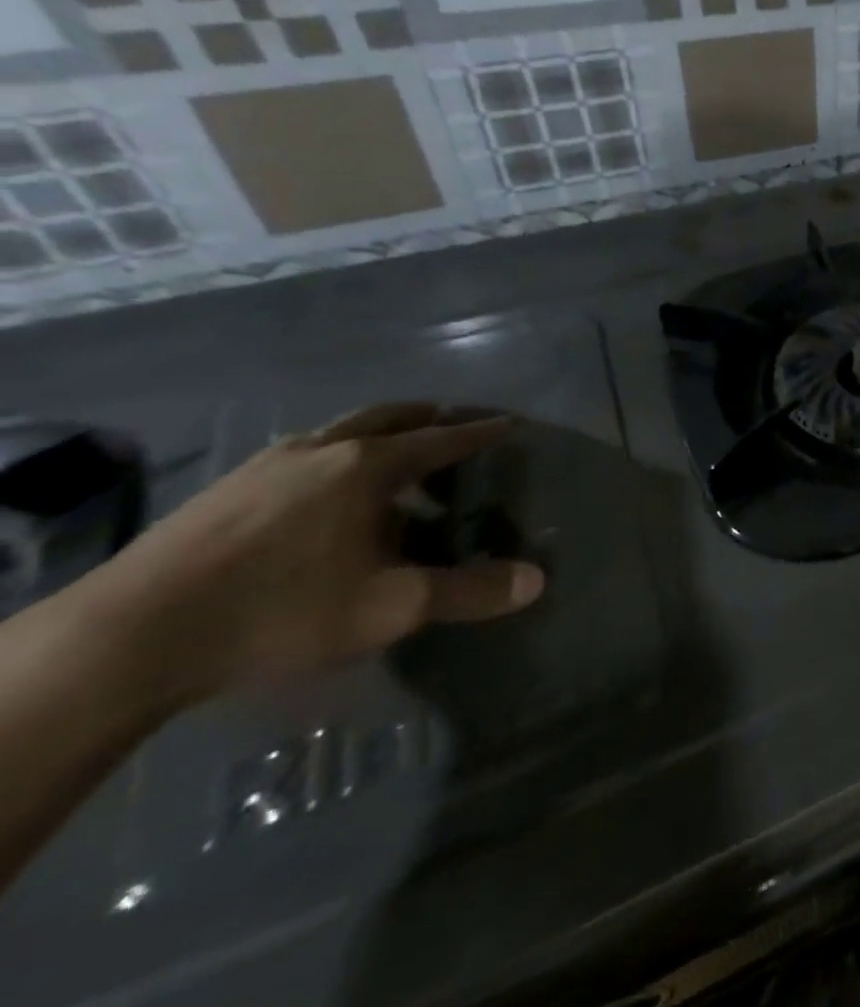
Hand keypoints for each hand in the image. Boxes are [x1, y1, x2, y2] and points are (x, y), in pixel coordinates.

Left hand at [105, 404, 543, 705]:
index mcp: (369, 466)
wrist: (127, 638)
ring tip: (390, 457)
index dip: (480, 432)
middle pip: (389, 416)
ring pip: (338, 430)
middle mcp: (323, 449)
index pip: (443, 438)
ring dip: (375, 433)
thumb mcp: (389, 609)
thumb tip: (536, 581)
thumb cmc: (280, 611)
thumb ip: (467, 592)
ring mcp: (266, 465)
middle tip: (452, 423)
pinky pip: (299, 454)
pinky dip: (331, 456)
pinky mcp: (223, 489)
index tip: (509, 423)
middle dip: (427, 416)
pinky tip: (320, 493)